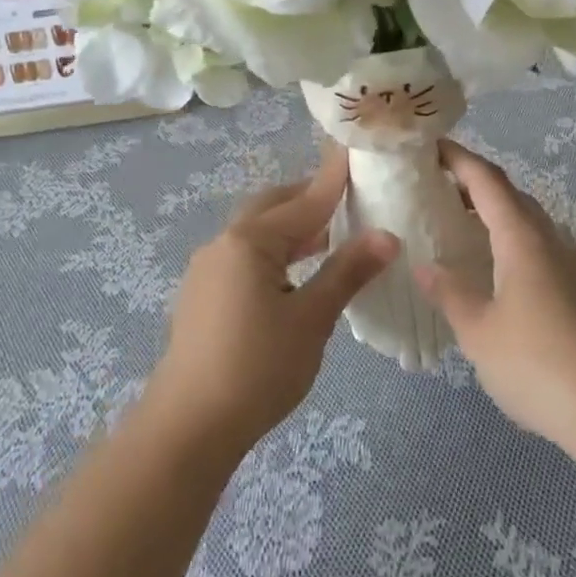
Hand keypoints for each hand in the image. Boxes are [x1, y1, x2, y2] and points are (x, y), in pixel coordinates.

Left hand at [148, 145, 397, 457]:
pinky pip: (246, 255)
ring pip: (258, 232)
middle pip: (274, 207)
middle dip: (310, 198)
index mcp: (250, 241)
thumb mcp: (311, 319)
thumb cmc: (257, 368)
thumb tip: (387, 236)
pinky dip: (276, 251)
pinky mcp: (203, 293)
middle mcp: (224, 243)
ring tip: (331, 233)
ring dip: (293, 228)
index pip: (304, 200)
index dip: (334, 179)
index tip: (356, 150)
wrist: (188, 426)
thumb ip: (347, 272)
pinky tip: (296, 271)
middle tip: (350, 196)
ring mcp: (208, 268)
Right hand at [413, 140, 575, 454]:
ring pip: (530, 222)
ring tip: (461, 226)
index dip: (459, 158)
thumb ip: (450, 294)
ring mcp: (572, 266)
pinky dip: (512, 242)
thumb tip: (425, 266)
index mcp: (522, 238)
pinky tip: (497, 271)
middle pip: (511, 195)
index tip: (430, 146)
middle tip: (437, 188)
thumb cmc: (538, 365)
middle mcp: (551, 241)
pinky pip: (541, 248)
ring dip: (496, 214)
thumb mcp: (479, 332)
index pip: (487, 180)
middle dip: (475, 184)